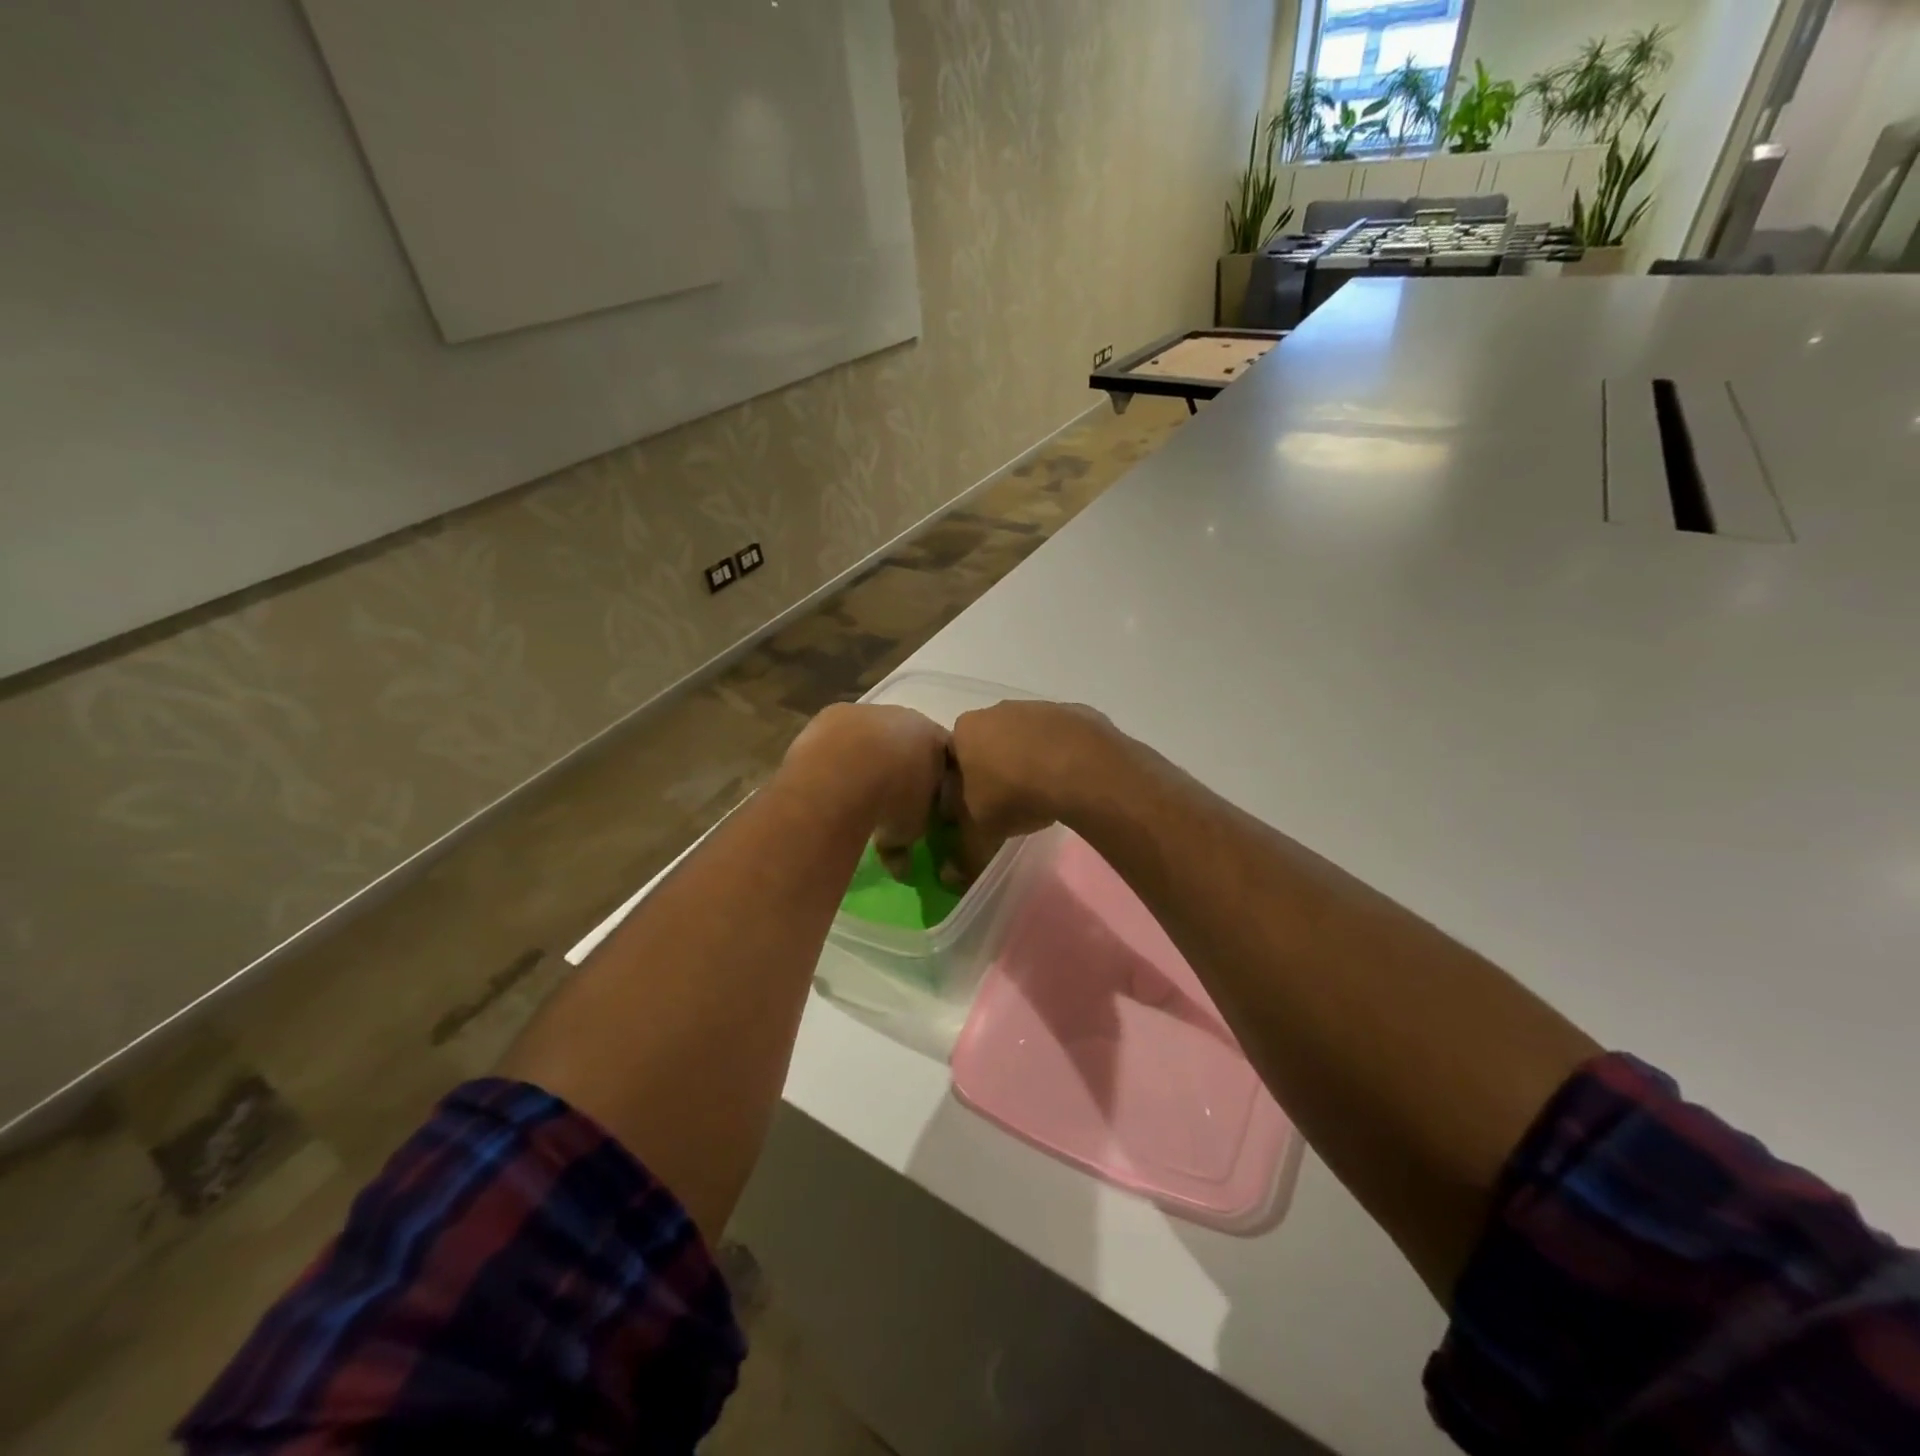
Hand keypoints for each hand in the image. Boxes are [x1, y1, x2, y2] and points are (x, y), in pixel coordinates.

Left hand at [784, 703, 949, 872]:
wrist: (845, 773)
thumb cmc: (892, 802)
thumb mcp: (908, 831)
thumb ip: (907, 843)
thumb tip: (901, 868)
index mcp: (936, 741)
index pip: (944, 757)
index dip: (935, 779)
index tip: (926, 800)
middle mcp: (907, 718)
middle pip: (907, 739)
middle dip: (899, 762)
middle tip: (887, 792)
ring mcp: (869, 712)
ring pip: (872, 733)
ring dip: (865, 755)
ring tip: (851, 785)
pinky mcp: (834, 713)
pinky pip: (840, 734)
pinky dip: (836, 752)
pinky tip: (828, 774)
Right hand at [946, 700, 1117, 872]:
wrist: (1079, 769)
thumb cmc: (1014, 795)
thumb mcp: (982, 834)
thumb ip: (963, 855)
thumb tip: (949, 877)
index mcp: (965, 730)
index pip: (952, 759)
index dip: (959, 788)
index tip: (973, 811)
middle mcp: (997, 710)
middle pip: (989, 744)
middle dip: (995, 771)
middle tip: (1008, 805)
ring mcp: (1038, 707)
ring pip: (1026, 738)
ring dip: (1030, 762)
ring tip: (1043, 796)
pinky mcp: (1074, 712)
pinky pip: (1061, 739)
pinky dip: (1062, 757)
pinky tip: (1071, 783)